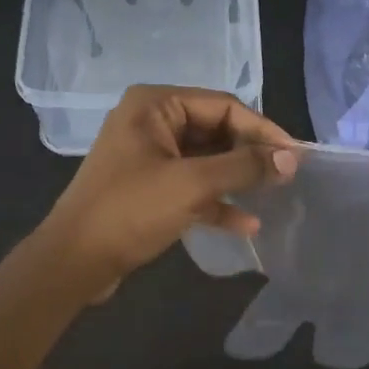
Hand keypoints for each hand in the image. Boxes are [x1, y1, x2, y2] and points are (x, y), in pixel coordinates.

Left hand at [35, 85, 295, 301]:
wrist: (73, 262)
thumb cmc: (130, 210)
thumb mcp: (192, 184)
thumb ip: (244, 167)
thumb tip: (292, 158)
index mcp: (155, 105)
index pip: (223, 106)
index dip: (262, 129)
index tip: (296, 154)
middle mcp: (152, 122)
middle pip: (216, 131)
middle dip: (250, 154)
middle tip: (287, 175)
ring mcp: (149, 156)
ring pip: (207, 160)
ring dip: (237, 178)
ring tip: (274, 194)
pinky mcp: (150, 188)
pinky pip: (192, 185)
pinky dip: (217, 201)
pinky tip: (246, 224)